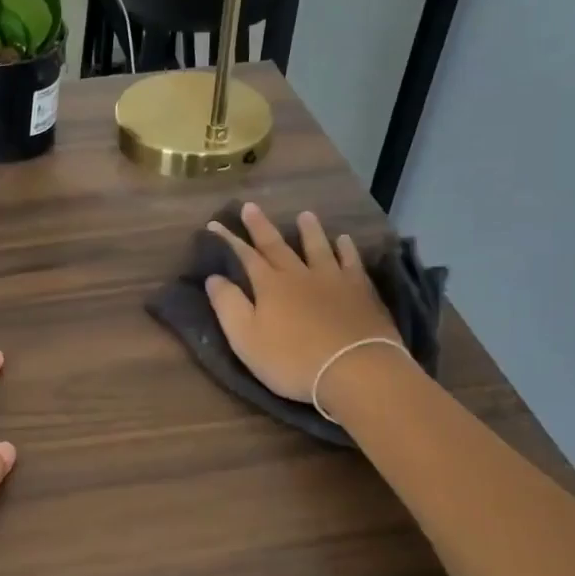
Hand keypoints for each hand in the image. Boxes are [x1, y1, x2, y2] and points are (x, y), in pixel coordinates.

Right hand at [205, 202, 402, 404]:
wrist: (354, 369)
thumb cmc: (292, 360)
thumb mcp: (246, 339)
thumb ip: (228, 305)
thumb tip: (213, 277)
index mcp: (269, 286)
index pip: (244, 256)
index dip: (228, 240)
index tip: (215, 223)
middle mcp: (299, 274)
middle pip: (277, 245)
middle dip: (261, 226)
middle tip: (250, 206)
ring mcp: (333, 279)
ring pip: (318, 247)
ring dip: (309, 230)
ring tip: (305, 214)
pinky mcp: (361, 290)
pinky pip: (351, 262)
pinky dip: (346, 249)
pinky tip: (345, 240)